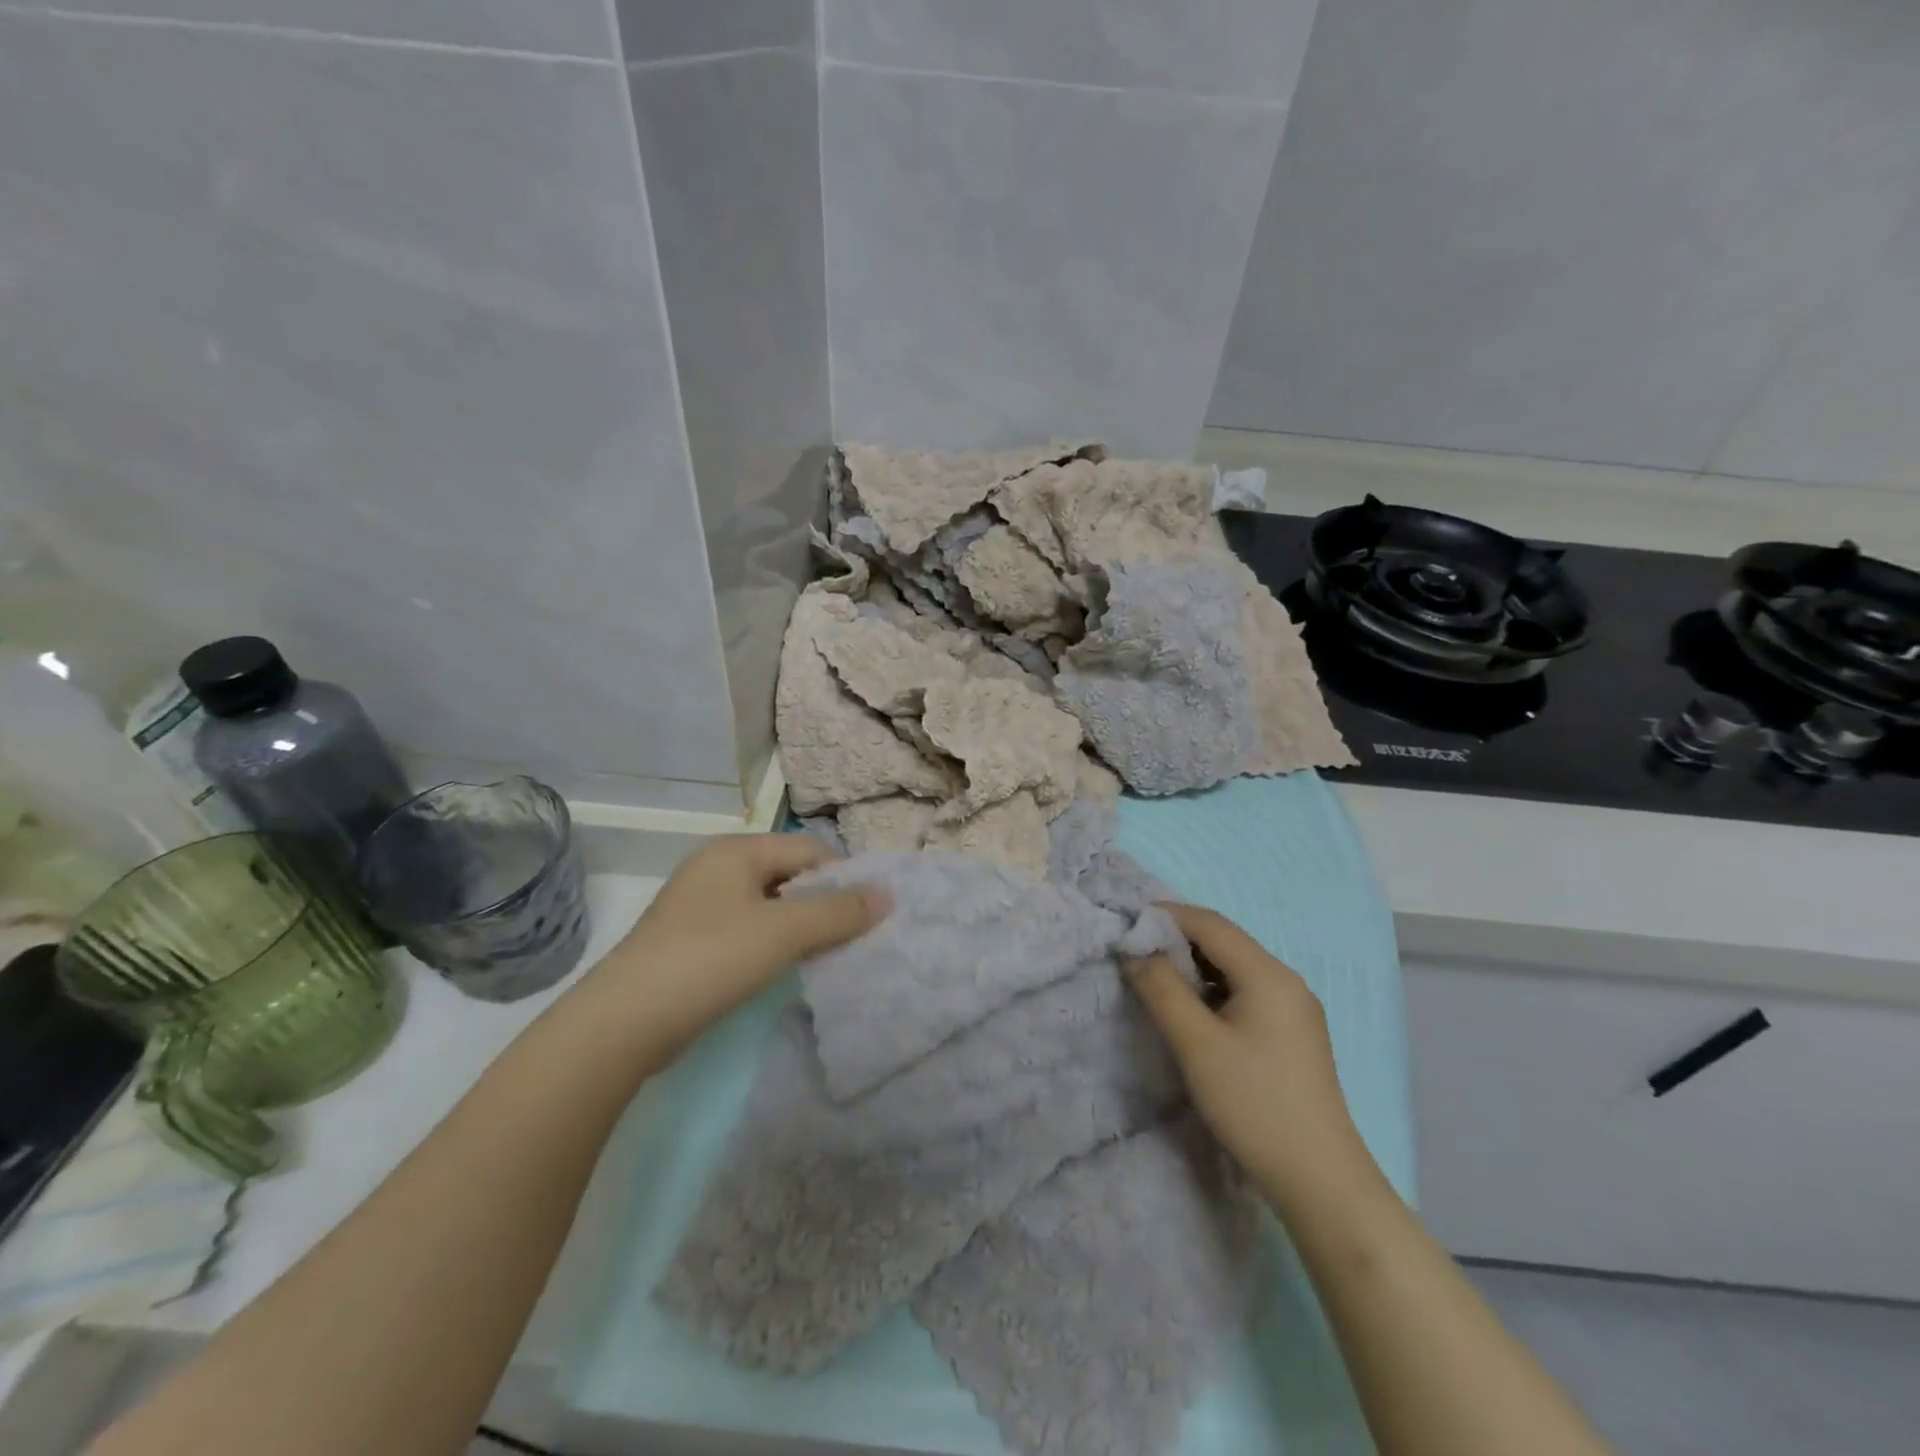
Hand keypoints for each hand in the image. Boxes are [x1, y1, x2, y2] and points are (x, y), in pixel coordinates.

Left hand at [587, 835, 887, 1063]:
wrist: (623, 1023)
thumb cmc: (709, 960)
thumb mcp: (782, 932)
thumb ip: (838, 912)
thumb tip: (888, 894)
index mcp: (737, 850)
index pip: (809, 850)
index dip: (843, 879)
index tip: (867, 916)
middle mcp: (718, 867)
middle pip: (791, 875)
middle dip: (823, 904)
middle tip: (851, 939)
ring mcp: (702, 905)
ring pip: (772, 905)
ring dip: (801, 927)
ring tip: (826, 956)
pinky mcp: (693, 940)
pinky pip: (750, 929)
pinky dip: (774, 944)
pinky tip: (786, 969)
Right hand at [1128, 903, 1382, 1214]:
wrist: (1319, 1179)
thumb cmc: (1254, 1103)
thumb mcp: (1196, 1044)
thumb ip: (1161, 989)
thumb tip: (1134, 950)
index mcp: (1268, 974)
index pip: (1210, 923)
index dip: (1165, 915)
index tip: (1126, 923)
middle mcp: (1286, 980)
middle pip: (1224, 942)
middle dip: (1177, 939)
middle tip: (1134, 950)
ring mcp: (1293, 1008)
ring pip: (1234, 968)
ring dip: (1193, 966)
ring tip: (1154, 977)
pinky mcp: (1292, 1034)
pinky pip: (1245, 992)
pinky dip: (1212, 989)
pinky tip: (1191, 1010)